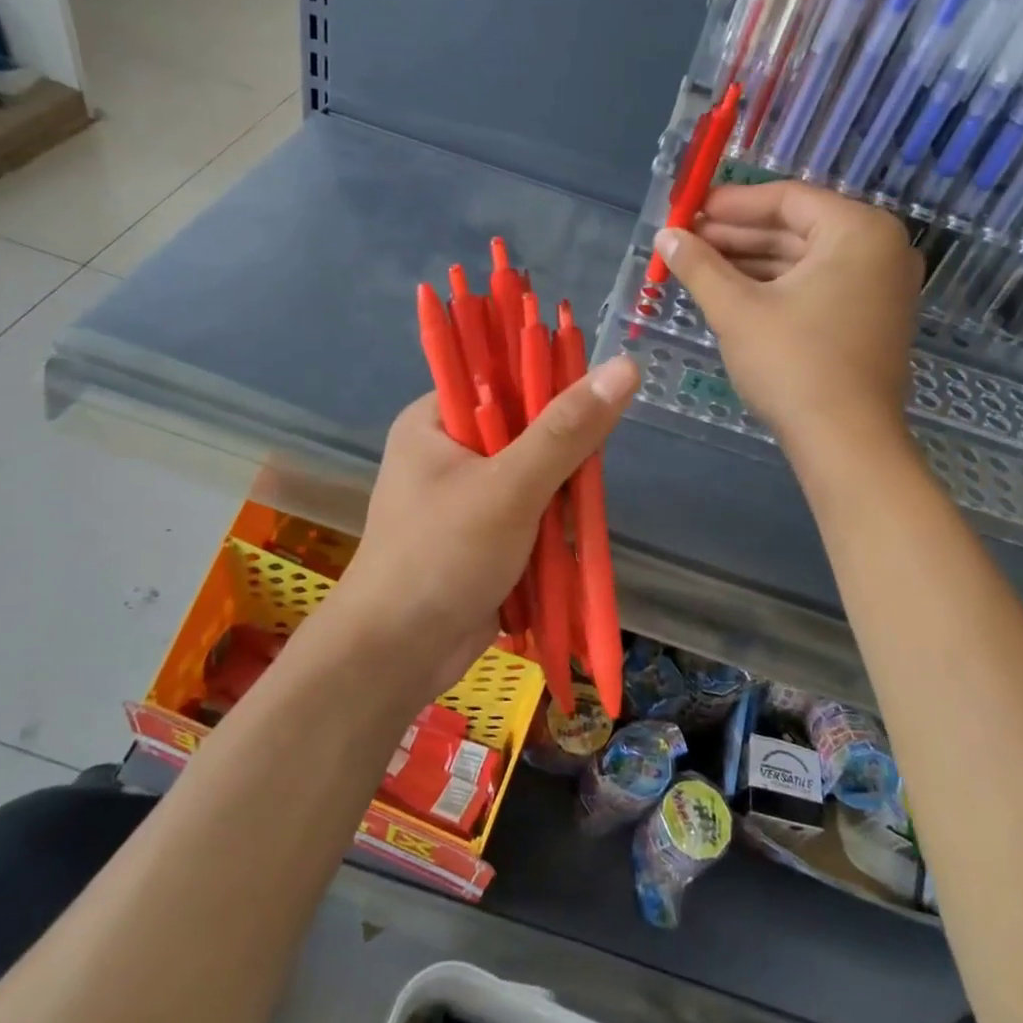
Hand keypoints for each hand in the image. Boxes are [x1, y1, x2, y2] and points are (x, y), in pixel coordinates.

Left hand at [329, 356, 640, 704]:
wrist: (397, 655)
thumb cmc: (442, 557)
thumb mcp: (509, 487)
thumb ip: (567, 430)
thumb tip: (624, 366)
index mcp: (435, 420)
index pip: (503, 376)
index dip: (550, 385)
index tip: (590, 412)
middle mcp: (449, 450)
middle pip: (527, 428)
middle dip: (562, 456)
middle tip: (581, 480)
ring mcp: (466, 496)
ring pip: (536, 475)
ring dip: (560, 497)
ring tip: (567, 523)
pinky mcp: (483, 535)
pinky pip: (531, 513)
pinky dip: (552, 526)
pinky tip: (564, 544)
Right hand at [653, 181, 920, 452]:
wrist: (845, 442)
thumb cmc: (793, 364)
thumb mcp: (737, 310)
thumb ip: (699, 266)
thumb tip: (665, 235)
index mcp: (858, 231)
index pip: (786, 199)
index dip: (731, 203)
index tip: (688, 210)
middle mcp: (879, 249)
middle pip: (796, 229)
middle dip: (737, 236)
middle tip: (686, 241)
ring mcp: (879, 288)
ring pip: (804, 261)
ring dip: (751, 263)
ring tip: (698, 267)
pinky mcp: (870, 320)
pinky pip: (817, 287)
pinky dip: (775, 288)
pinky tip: (732, 294)